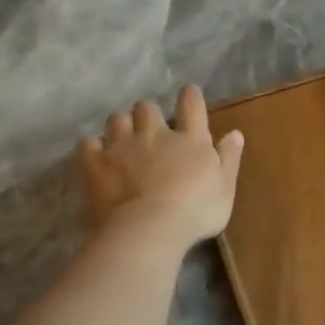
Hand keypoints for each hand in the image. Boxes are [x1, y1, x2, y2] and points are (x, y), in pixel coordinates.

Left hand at [80, 84, 244, 247]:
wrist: (148, 230)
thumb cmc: (195, 212)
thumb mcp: (225, 189)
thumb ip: (229, 159)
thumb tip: (235, 133)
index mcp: (190, 139)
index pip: (191, 104)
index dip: (190, 96)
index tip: (189, 94)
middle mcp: (154, 134)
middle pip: (147, 107)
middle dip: (149, 114)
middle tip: (151, 129)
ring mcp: (121, 146)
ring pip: (117, 119)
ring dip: (122, 125)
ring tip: (124, 140)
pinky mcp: (94, 163)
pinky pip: (88, 143)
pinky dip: (93, 146)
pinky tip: (98, 156)